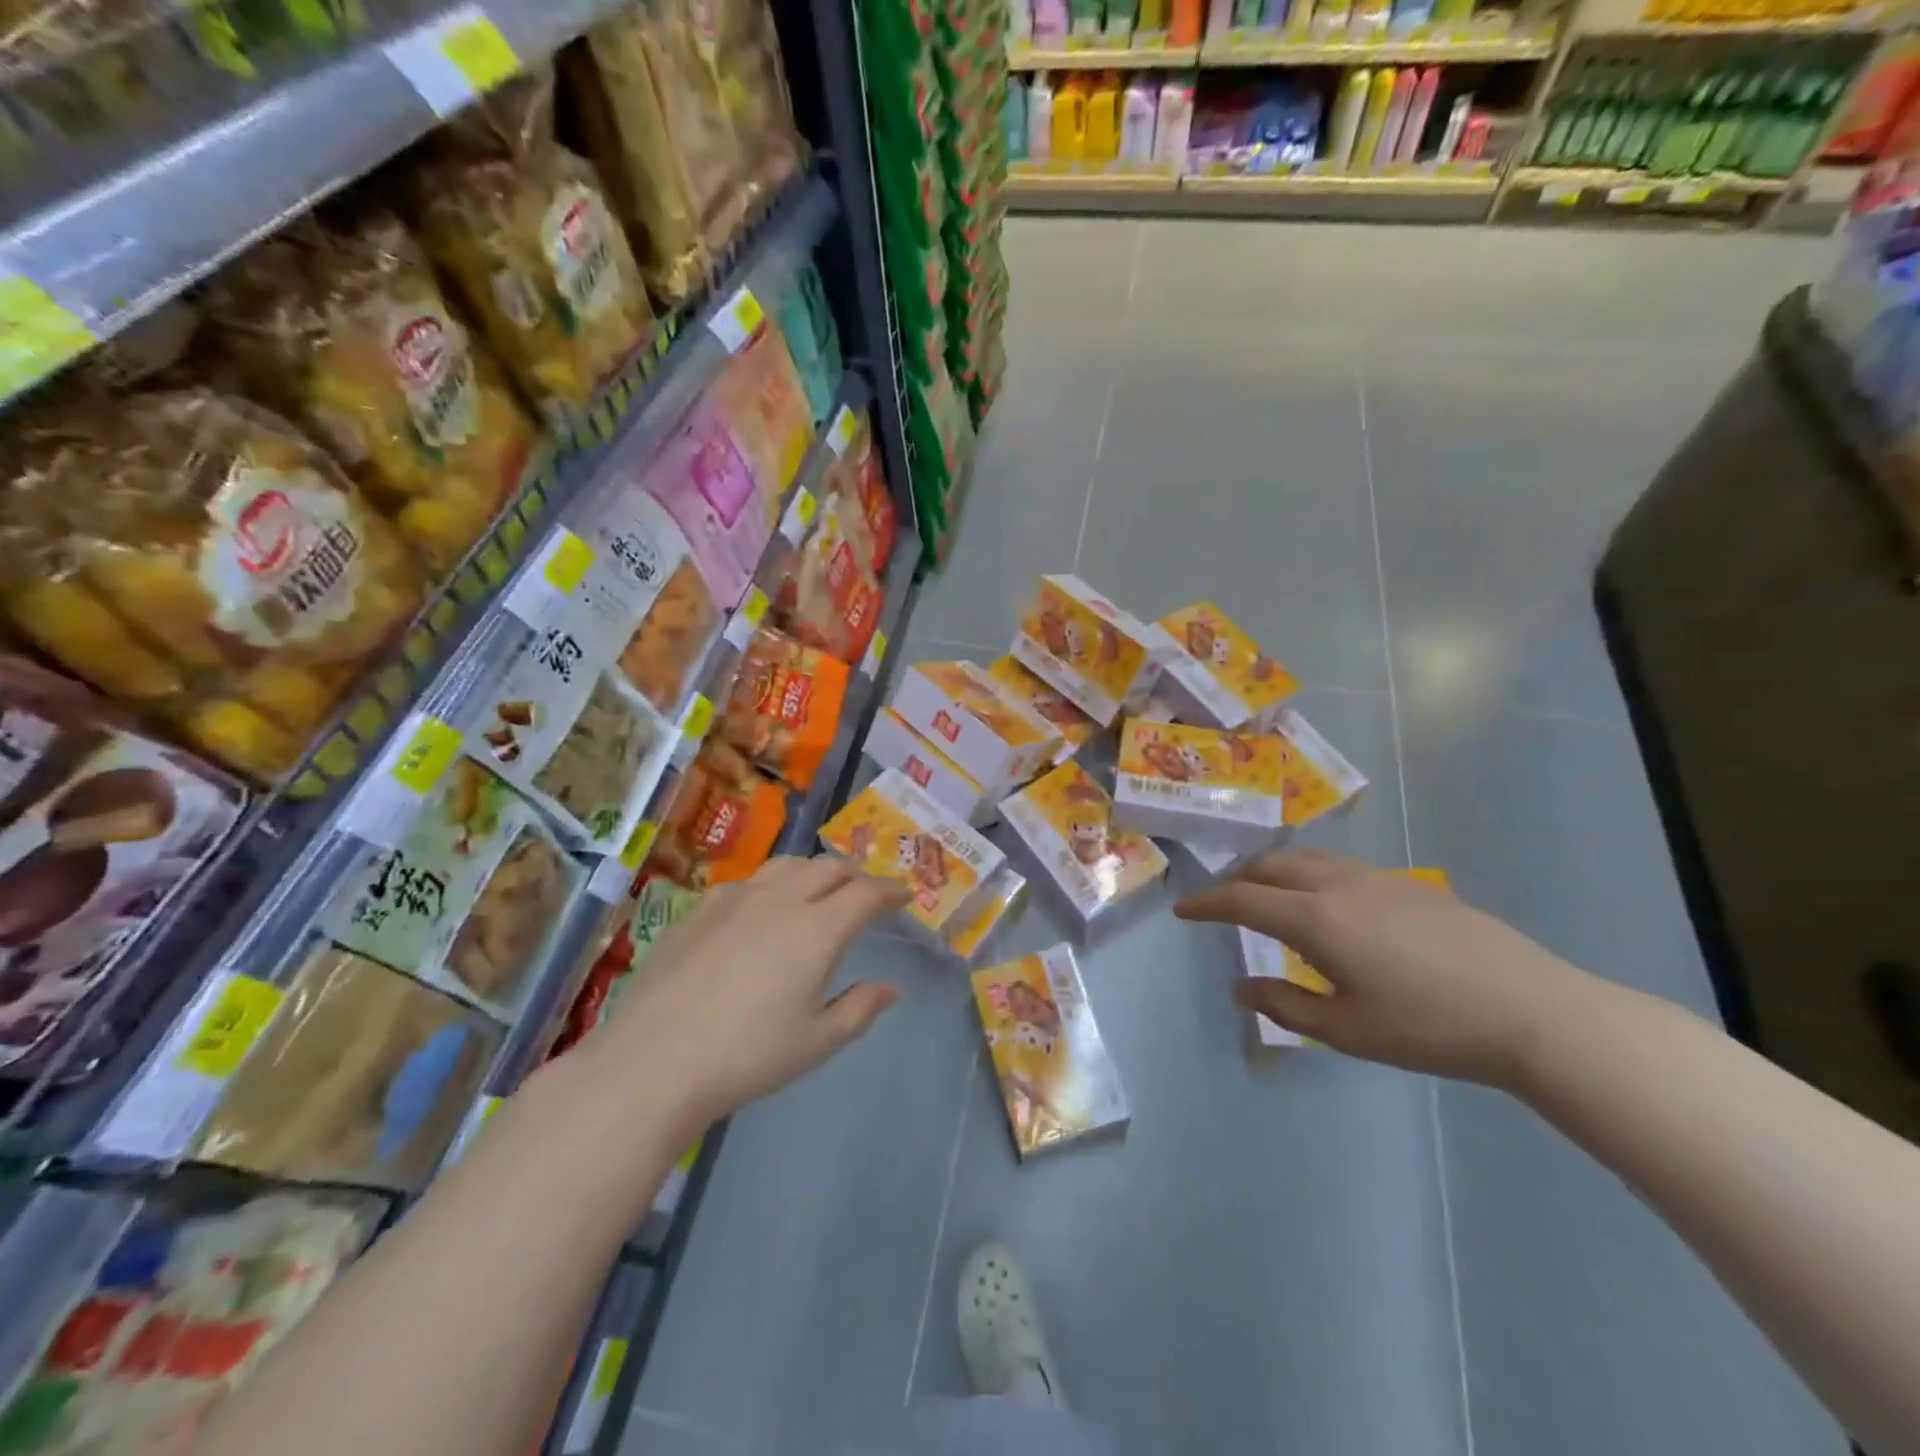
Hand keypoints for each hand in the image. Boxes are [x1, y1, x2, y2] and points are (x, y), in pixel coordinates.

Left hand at [596, 857, 909, 1133]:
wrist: (654, 1060)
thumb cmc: (747, 1056)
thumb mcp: (816, 1042)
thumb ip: (859, 1009)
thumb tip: (890, 988)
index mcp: (818, 929)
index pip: (867, 893)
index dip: (890, 890)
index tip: (903, 895)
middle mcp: (781, 900)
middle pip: (829, 868)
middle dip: (855, 875)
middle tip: (864, 893)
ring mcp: (735, 898)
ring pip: (786, 865)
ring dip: (813, 871)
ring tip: (817, 890)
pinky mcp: (699, 908)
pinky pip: (746, 882)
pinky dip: (770, 885)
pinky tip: (759, 909)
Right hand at [1174, 849, 1595, 1087]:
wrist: (1533, 1011)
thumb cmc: (1430, 1028)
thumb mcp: (1347, 1031)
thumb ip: (1285, 1005)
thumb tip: (1241, 986)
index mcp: (1316, 919)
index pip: (1242, 900)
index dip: (1206, 904)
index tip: (1182, 911)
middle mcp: (1339, 885)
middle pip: (1270, 867)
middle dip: (1237, 882)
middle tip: (1222, 904)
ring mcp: (1378, 878)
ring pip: (1307, 860)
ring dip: (1274, 873)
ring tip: (1268, 897)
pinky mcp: (1411, 883)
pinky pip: (1341, 867)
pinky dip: (1311, 875)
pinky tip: (1329, 905)